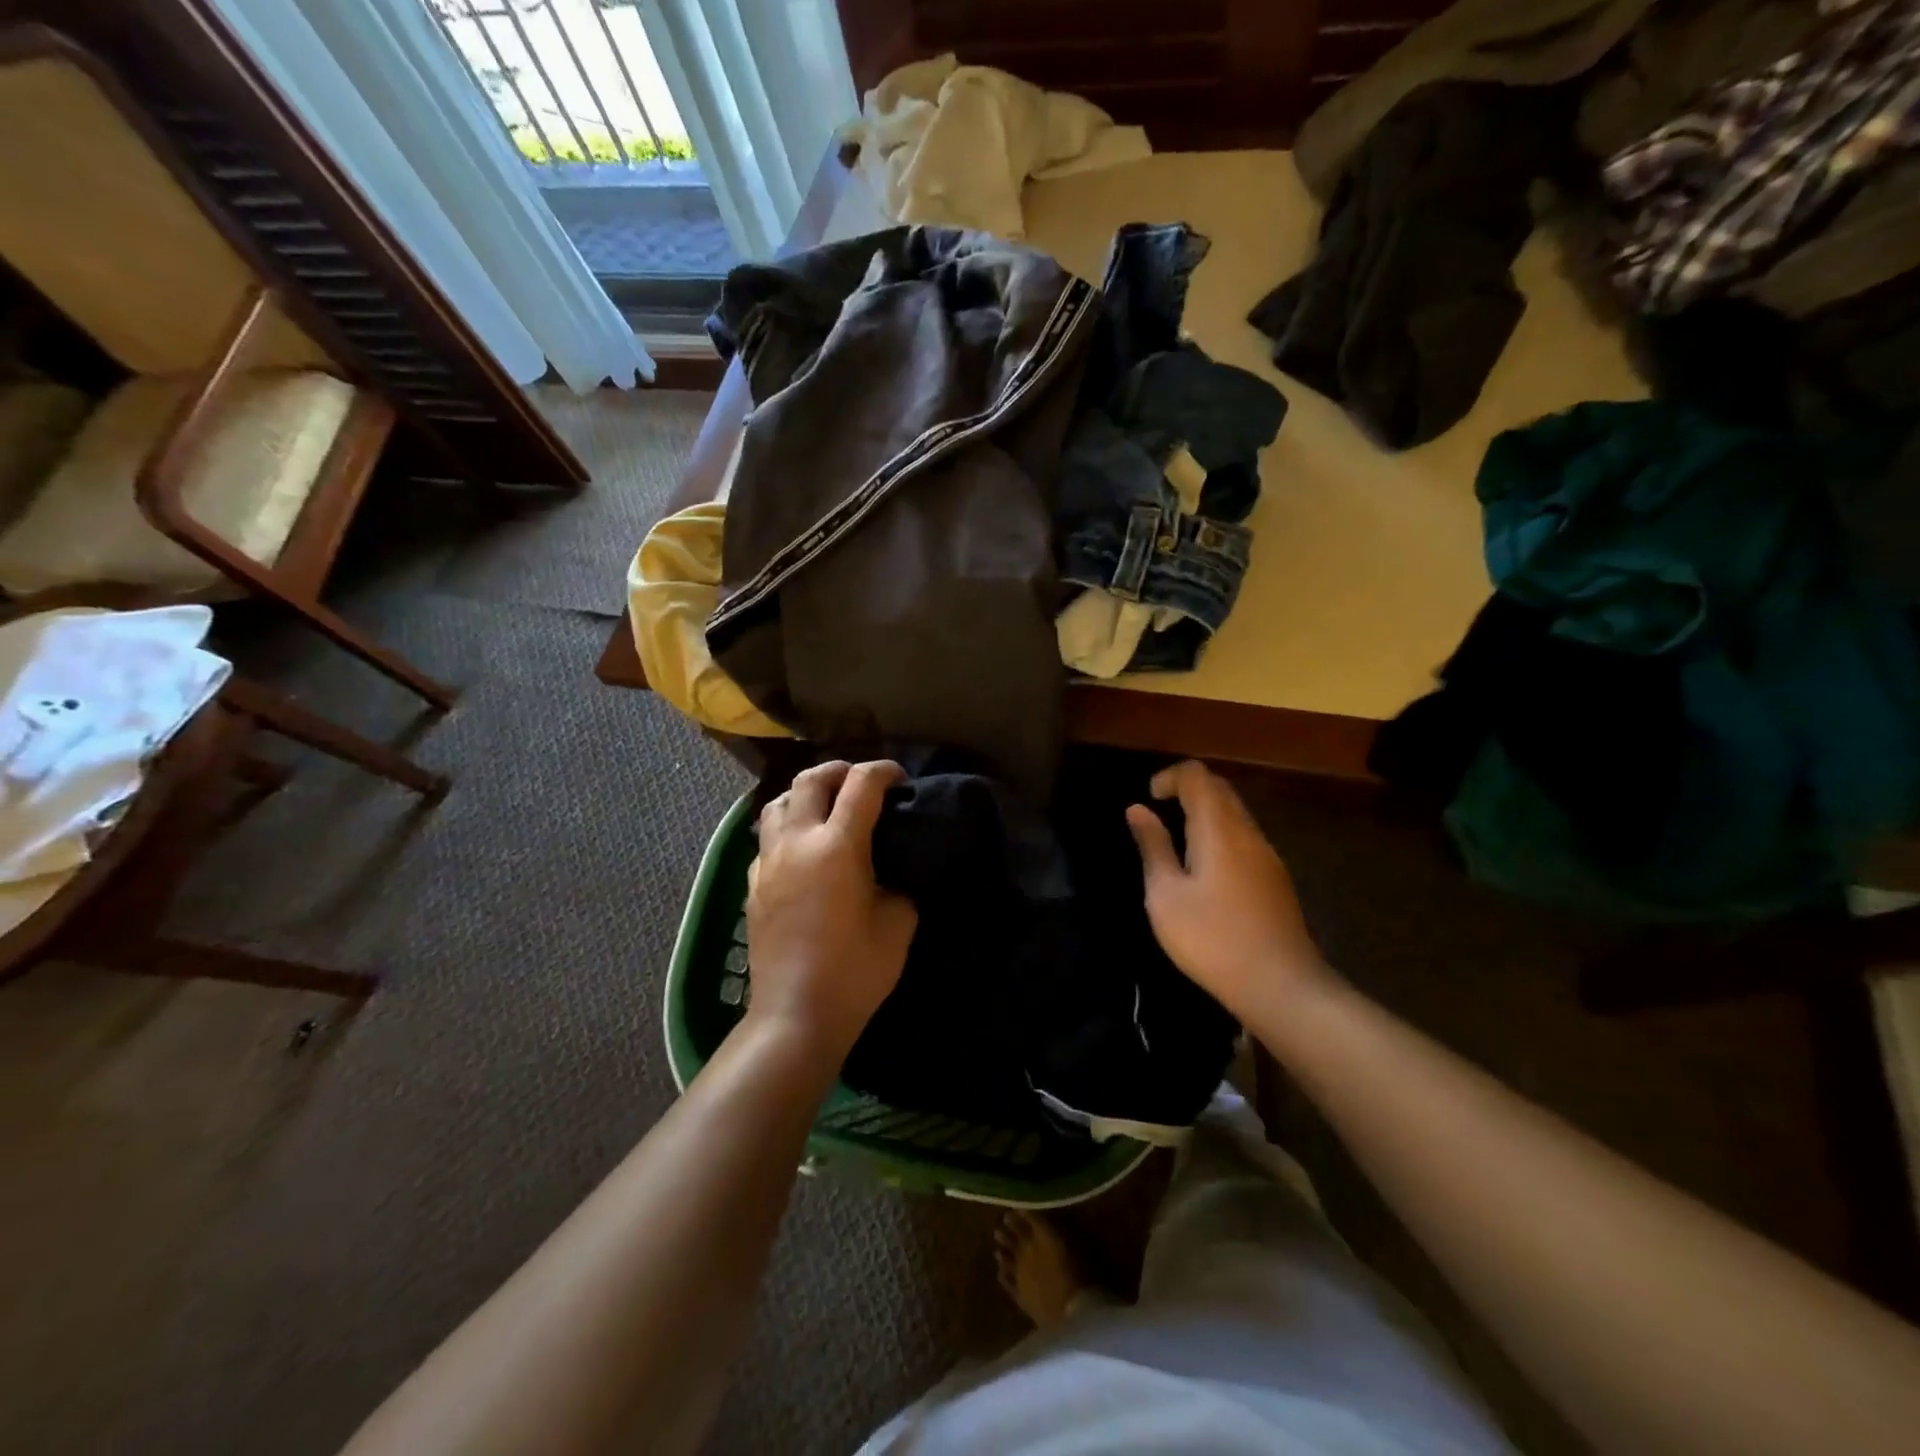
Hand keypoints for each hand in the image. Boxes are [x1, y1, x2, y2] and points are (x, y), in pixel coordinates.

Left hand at [745, 760, 917, 1062]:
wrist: (796, 1015)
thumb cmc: (855, 971)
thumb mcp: (898, 923)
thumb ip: (898, 883)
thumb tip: (890, 870)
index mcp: (838, 846)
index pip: (861, 785)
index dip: (884, 771)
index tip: (900, 778)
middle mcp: (797, 842)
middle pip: (811, 780)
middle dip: (840, 771)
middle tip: (861, 782)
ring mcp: (768, 862)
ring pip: (777, 803)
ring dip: (805, 794)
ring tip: (825, 806)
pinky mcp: (752, 884)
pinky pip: (766, 838)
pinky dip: (786, 828)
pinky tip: (801, 849)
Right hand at [1126, 760, 1328, 1020]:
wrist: (1281, 985)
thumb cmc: (1211, 940)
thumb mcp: (1166, 896)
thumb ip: (1153, 847)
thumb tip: (1138, 810)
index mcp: (1218, 829)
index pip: (1198, 776)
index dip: (1170, 776)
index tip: (1149, 798)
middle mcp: (1247, 832)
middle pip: (1220, 788)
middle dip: (1188, 789)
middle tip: (1159, 812)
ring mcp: (1267, 854)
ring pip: (1235, 812)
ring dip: (1205, 811)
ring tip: (1178, 840)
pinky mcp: (1276, 877)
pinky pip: (1245, 836)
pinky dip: (1220, 833)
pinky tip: (1206, 867)